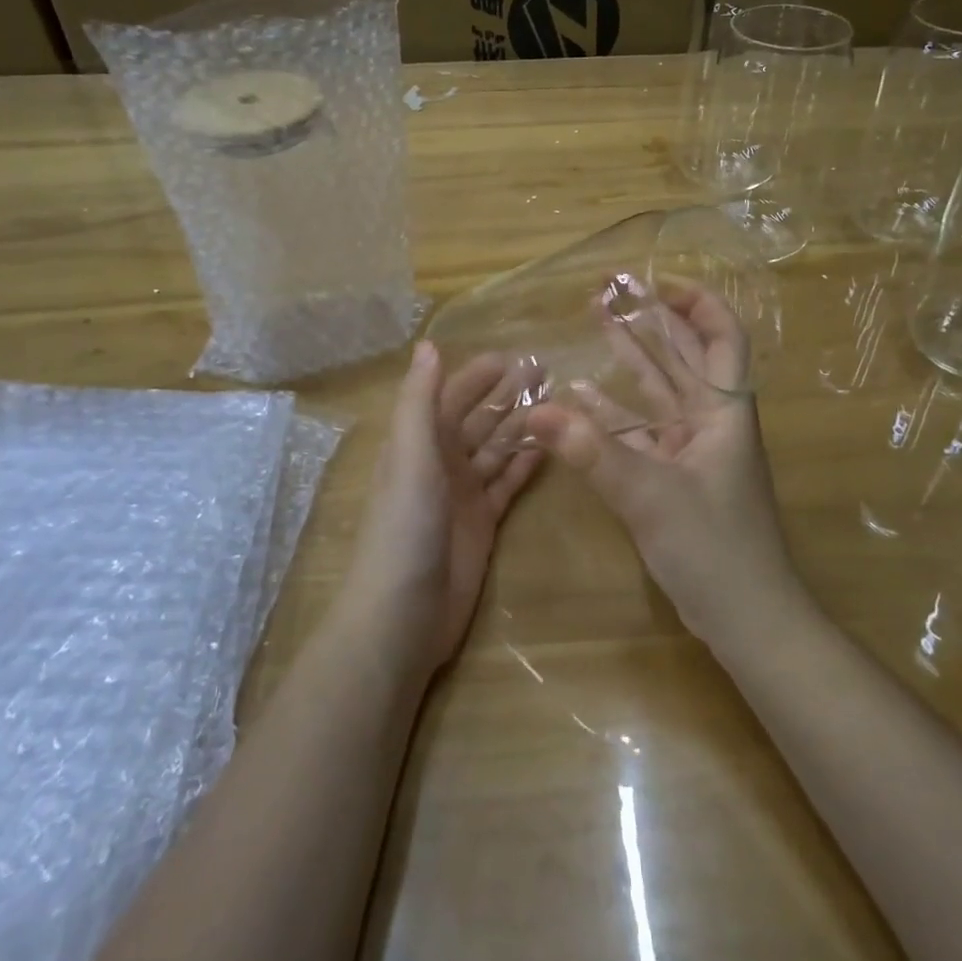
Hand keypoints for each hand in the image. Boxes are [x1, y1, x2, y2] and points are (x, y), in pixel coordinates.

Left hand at [340, 342, 542, 679]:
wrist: (403, 615)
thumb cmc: (405, 529)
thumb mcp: (410, 458)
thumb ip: (420, 402)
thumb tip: (428, 345)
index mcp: (419, 443)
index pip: (451, 397)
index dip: (478, 376)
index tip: (514, 356)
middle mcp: (441, 463)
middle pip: (479, 420)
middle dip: (508, 396)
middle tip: (548, 372)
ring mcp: (463, 494)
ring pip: (496, 450)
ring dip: (522, 426)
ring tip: (558, 404)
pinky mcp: (483, 523)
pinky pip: (507, 485)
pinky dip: (524, 466)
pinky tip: (549, 449)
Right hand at [526, 283, 803, 649]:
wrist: (746, 618)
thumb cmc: (713, 548)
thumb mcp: (649, 495)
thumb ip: (591, 452)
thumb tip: (534, 411)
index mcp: (724, 412)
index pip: (722, 338)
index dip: (696, 303)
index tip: (656, 282)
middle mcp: (711, 422)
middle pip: (685, 356)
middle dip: (651, 321)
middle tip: (610, 293)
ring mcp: (693, 450)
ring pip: (661, 391)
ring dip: (631, 358)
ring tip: (597, 322)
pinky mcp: (675, 477)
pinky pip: (642, 432)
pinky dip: (615, 413)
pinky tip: (581, 398)